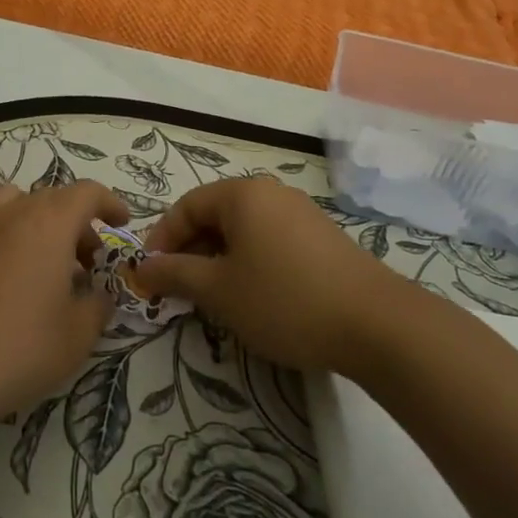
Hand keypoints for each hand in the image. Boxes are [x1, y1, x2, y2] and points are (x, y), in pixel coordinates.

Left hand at [0, 180, 127, 424]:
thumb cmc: (18, 349)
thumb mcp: (77, 336)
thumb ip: (97, 306)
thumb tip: (98, 294)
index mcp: (47, 223)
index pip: (86, 192)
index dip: (108, 203)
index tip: (120, 223)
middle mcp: (8, 215)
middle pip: (49, 198)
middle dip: (74, 222)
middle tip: (86, 261)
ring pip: (9, 206)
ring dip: (32, 224)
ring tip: (39, 264)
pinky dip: (0, 244)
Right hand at [135, 178, 390, 374]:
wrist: (376, 324)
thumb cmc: (284, 299)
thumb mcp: (219, 290)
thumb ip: (175, 274)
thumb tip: (141, 268)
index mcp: (242, 194)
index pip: (186, 206)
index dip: (162, 240)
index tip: (150, 276)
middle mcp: (271, 193)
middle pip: (215, 215)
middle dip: (190, 251)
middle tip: (178, 290)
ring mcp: (301, 213)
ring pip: (243, 230)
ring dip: (219, 259)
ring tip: (213, 297)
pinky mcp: (322, 237)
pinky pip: (269, 240)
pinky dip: (249, 262)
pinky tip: (254, 296)